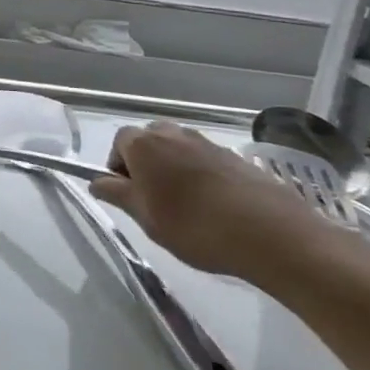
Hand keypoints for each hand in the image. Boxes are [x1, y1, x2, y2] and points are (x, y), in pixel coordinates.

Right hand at [93, 121, 337, 285]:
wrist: (272, 235)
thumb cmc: (195, 227)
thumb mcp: (146, 218)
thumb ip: (118, 195)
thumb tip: (97, 181)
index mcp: (144, 145)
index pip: (119, 142)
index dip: (118, 166)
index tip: (129, 194)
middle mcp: (173, 134)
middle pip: (149, 140)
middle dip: (146, 162)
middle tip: (154, 198)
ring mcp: (208, 144)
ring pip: (179, 148)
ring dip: (174, 167)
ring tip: (186, 204)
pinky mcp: (237, 158)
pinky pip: (206, 160)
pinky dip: (202, 175)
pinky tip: (214, 206)